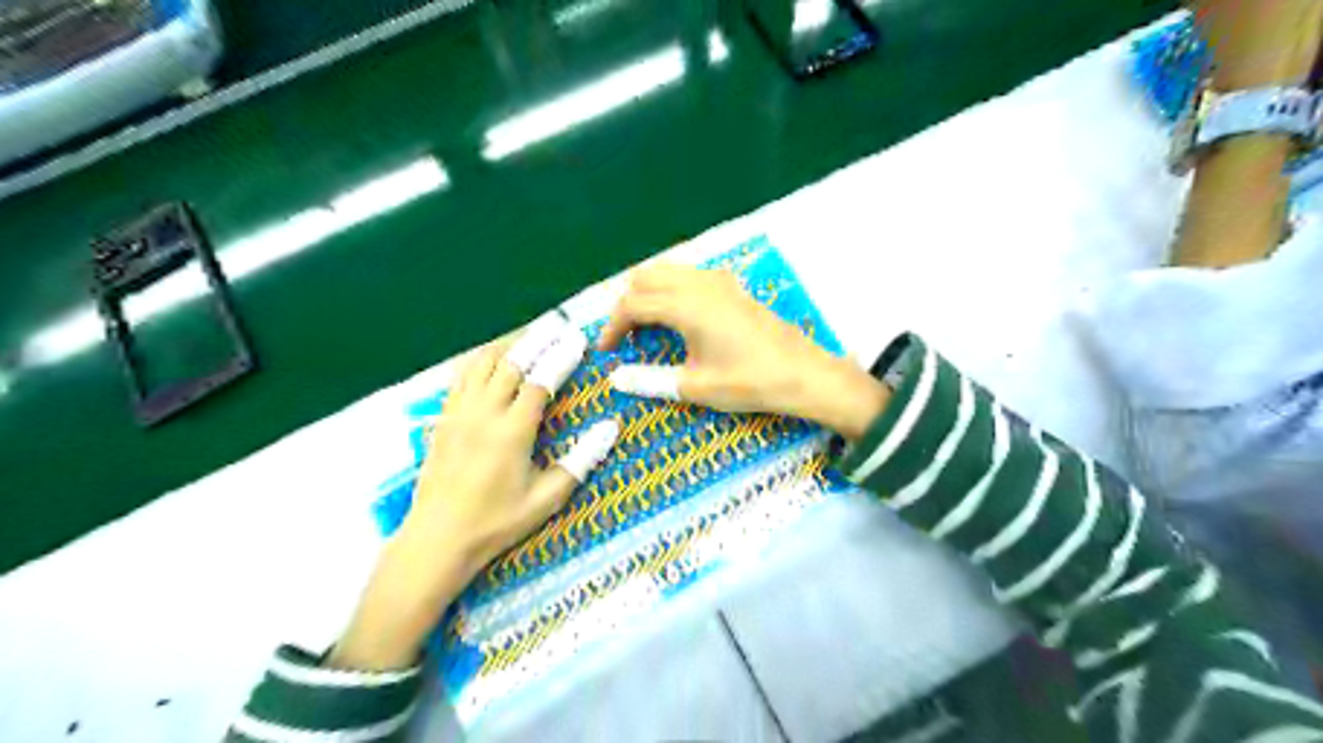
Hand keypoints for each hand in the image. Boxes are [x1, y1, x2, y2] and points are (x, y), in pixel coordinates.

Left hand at [330, 316, 619, 669]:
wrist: (438, 538)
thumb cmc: (498, 522)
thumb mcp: (547, 498)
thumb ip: (581, 460)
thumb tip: (610, 428)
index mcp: (513, 431)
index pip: (540, 381)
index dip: (561, 358)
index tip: (578, 340)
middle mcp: (484, 413)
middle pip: (511, 362)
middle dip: (537, 341)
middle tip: (557, 326)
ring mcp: (458, 413)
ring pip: (482, 364)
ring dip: (507, 346)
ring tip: (527, 338)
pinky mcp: (442, 419)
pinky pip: (461, 377)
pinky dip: (481, 361)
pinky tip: (491, 361)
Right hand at [600, 261, 886, 440]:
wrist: (803, 374)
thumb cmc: (749, 381)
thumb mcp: (696, 387)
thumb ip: (651, 380)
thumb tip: (616, 379)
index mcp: (686, 305)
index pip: (634, 304)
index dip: (613, 325)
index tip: (605, 350)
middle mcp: (699, 283)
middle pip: (646, 277)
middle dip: (627, 303)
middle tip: (623, 336)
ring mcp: (719, 281)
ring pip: (669, 271)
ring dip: (649, 292)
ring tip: (646, 325)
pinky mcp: (733, 286)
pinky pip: (690, 274)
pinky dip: (672, 288)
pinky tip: (678, 315)